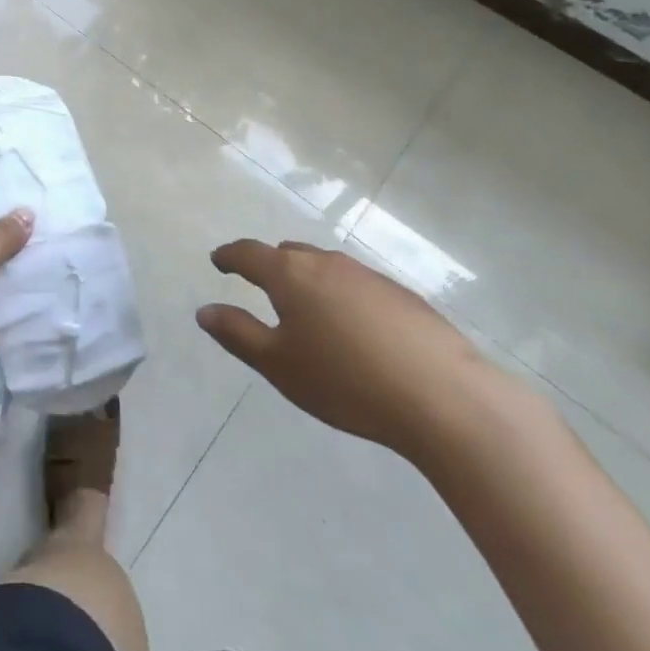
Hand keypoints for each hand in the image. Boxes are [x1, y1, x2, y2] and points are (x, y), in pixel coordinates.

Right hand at [197, 240, 491, 458]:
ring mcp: (368, 276)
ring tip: (309, 311)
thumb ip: (238, 334)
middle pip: (289, 253)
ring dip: (309, 280)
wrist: (445, 397)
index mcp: (290, 275)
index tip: (218, 261)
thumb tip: (204, 311)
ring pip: (326, 267)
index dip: (229, 256)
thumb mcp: (279, 365)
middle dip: (270, 265)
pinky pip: (357, 285)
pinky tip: (356, 331)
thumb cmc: (346, 381)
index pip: (249, 253)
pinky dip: (343, 296)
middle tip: (262, 287)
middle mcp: (326, 263)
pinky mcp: (403, 296)